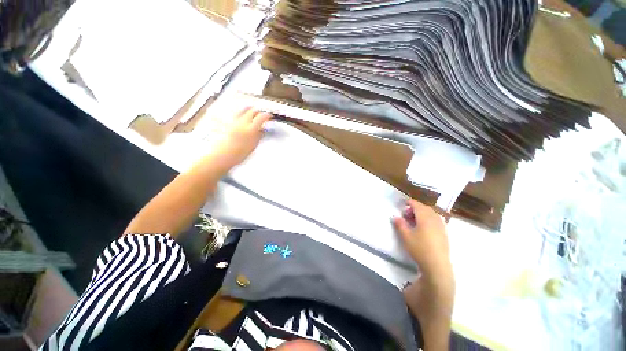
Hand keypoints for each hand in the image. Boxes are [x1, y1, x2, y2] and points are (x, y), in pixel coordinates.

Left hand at [204, 106, 271, 169]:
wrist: (223, 155)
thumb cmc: (238, 153)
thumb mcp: (253, 145)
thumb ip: (259, 135)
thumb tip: (262, 130)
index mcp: (251, 129)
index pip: (262, 117)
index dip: (267, 115)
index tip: (269, 116)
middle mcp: (242, 122)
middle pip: (252, 110)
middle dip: (258, 111)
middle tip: (261, 115)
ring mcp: (233, 120)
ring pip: (242, 109)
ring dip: (249, 110)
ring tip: (252, 112)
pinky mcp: (226, 121)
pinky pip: (235, 113)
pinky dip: (240, 113)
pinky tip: (241, 117)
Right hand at [393, 199, 450, 277]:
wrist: (437, 265)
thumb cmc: (420, 248)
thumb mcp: (406, 236)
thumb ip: (400, 224)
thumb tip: (395, 217)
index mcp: (424, 217)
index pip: (417, 205)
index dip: (410, 202)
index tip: (403, 203)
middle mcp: (434, 219)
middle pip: (425, 208)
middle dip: (415, 208)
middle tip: (406, 214)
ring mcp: (441, 226)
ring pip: (432, 214)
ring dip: (423, 213)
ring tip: (414, 220)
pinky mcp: (444, 233)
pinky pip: (436, 220)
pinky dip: (429, 219)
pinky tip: (424, 227)